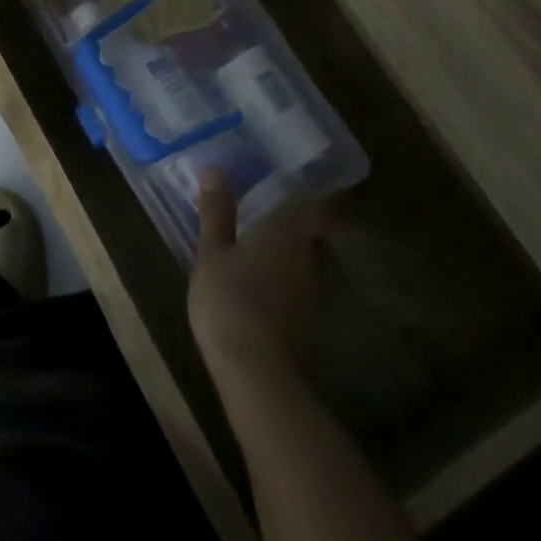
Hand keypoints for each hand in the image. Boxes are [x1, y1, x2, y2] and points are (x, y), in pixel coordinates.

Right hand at [188, 173, 330, 377]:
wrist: (256, 371)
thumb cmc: (230, 299)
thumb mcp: (211, 254)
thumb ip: (216, 212)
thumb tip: (215, 170)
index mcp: (292, 229)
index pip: (328, 205)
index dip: (329, 195)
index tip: (319, 186)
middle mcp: (314, 255)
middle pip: (318, 233)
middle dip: (303, 227)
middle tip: (278, 219)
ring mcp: (317, 290)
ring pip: (312, 263)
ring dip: (296, 258)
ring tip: (269, 256)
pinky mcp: (313, 320)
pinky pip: (305, 290)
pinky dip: (291, 285)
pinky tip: (270, 292)